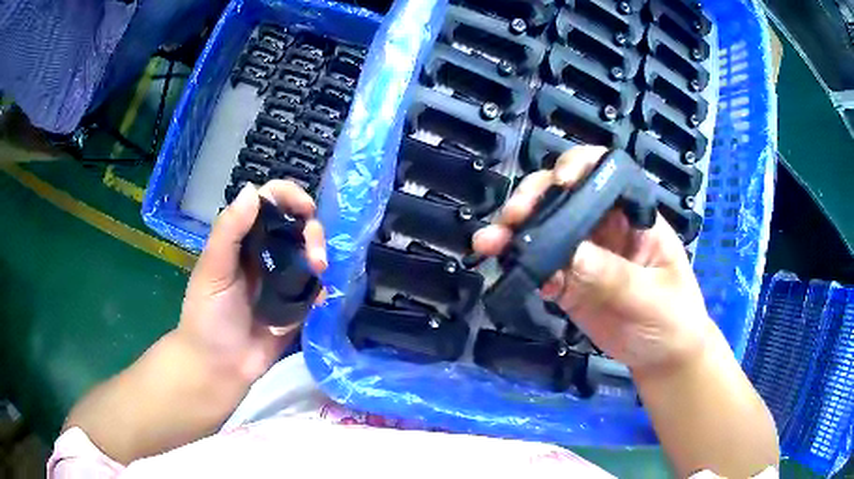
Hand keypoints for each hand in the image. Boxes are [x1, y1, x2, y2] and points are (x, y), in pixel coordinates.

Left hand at [177, 181, 327, 383]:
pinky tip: (321, 297)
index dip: (289, 197)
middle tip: (316, 256)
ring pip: (309, 252)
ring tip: (319, 273)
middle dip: (312, 232)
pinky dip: (322, 287)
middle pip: (296, 224)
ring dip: (320, 255)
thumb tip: (253, 189)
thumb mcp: (212, 270)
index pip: (269, 202)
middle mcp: (264, 252)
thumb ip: (229, 231)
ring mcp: (281, 278)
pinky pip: (314, 287)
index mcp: (242, 237)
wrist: (219, 366)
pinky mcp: (295, 304)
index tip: (306, 210)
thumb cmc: (207, 315)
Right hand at [473, 146, 712, 374]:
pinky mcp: (568, 283)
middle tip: (512, 218)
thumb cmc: (672, 319)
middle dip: (533, 199)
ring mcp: (584, 255)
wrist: (662, 358)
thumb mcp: (650, 296)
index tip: (559, 183)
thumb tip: (569, 253)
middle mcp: (605, 226)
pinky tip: (510, 273)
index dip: (578, 167)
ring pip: (544, 229)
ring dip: (515, 233)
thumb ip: (612, 275)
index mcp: (632, 215)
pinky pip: (540, 268)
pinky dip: (523, 268)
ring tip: (489, 243)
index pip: (604, 173)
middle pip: (563, 195)